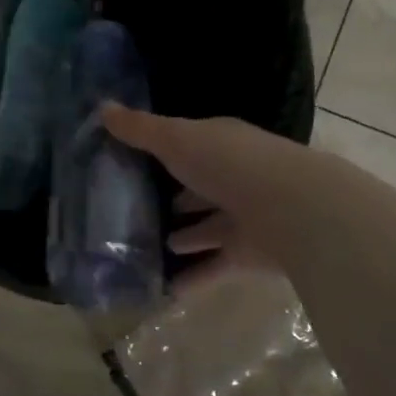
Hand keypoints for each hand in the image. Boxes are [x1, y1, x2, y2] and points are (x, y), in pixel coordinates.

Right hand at [102, 106, 312, 292]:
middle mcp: (234, 178)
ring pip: (207, 229)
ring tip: (148, 248)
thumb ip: (140, 129)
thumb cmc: (230, 164)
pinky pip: (213, 267)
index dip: (164, 153)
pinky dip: (191, 278)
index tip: (132, 164)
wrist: (293, 210)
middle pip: (199, 188)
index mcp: (221, 145)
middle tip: (136, 212)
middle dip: (175, 199)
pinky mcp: (247, 255)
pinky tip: (162, 288)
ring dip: (184, 237)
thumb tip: (102, 107)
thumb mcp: (176, 139)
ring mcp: (243, 218)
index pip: (189, 146)